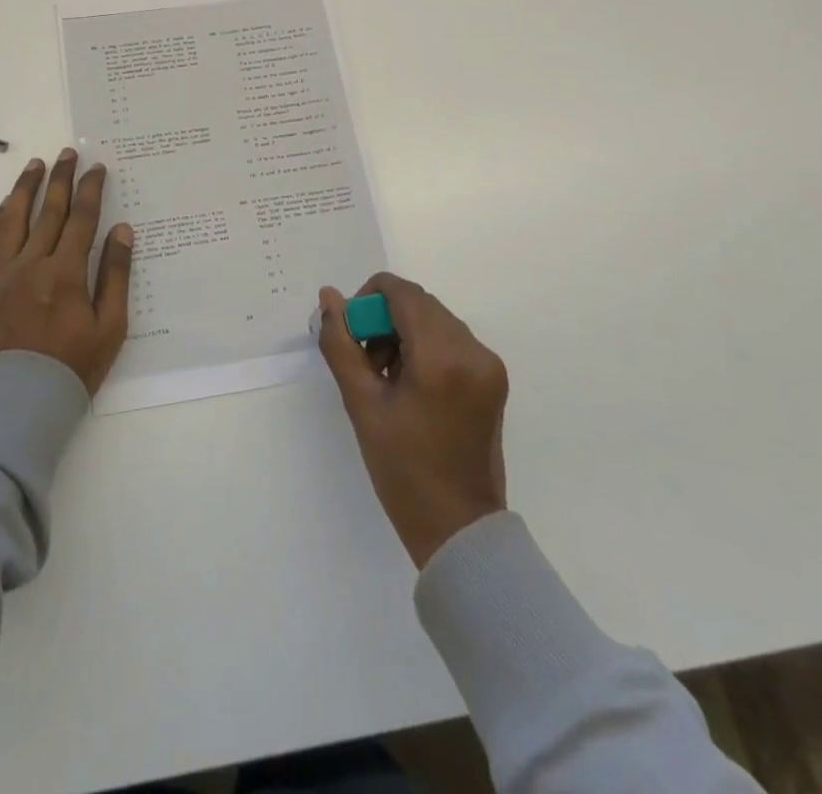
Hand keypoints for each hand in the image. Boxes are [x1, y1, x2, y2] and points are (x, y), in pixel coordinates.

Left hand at [0, 149, 134, 396]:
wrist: (15, 403)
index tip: (97, 168)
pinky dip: (1, 215)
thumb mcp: (110, 328)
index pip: (81, 219)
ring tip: (36, 164)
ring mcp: (4, 271)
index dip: (91, 190)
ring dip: (27, 187)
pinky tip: (7, 203)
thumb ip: (115, 275)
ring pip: (15, 217)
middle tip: (68, 153)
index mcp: (65, 273)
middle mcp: (32, 262)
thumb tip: (122, 230)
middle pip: (49, 209)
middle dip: (61, 178)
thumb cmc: (71, 367)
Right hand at [316, 272, 508, 568]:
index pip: (402, 293)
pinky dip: (425, 347)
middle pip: (419, 304)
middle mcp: (473, 350)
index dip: (368, 299)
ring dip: (404, 332)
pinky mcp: (493, 378)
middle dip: (384, 319)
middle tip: (364, 359)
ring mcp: (488, 364)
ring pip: (434, 320)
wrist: (458, 528)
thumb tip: (329, 297)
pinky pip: (451, 340)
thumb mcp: (361, 404)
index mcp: (441, 356)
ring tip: (384, 375)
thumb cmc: (402, 470)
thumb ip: (341, 344)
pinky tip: (409, 383)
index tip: (351, 333)